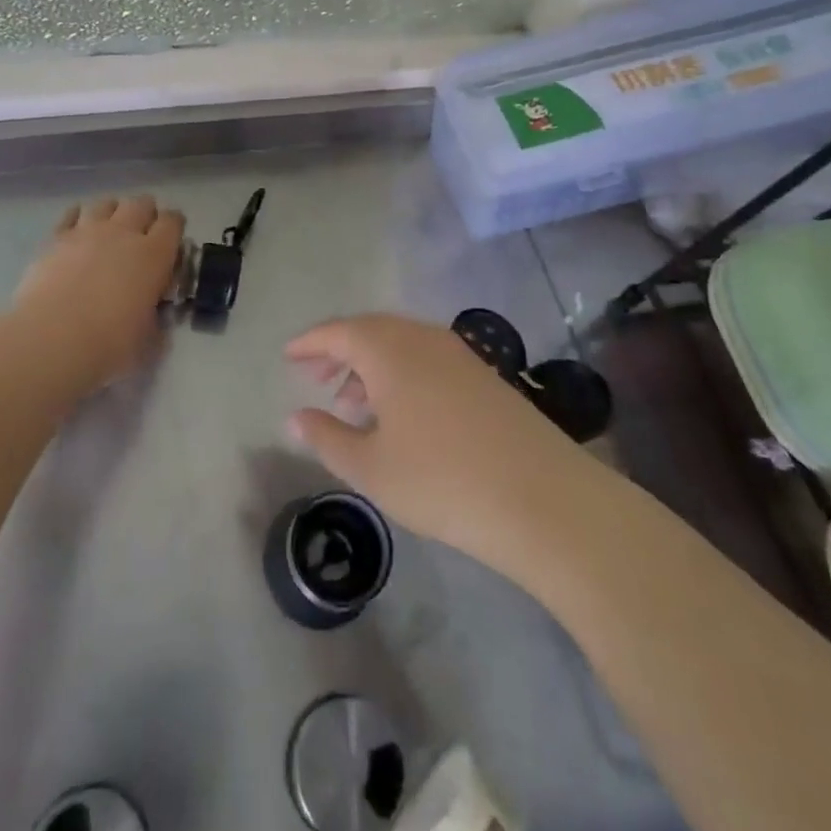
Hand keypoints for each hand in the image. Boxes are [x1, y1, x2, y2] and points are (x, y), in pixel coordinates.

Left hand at [13, 195, 184, 391]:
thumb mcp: (148, 340)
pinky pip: (71, 214)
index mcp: (154, 254)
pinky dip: (78, 217)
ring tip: (110, 230)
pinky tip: (77, 231)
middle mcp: (123, 232)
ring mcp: (87, 231)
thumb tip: (154, 317)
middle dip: (146, 214)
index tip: (172, 241)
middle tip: (142, 234)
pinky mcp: (56, 238)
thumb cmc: (109, 343)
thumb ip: (156, 322)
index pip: (173, 221)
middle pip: (141, 203)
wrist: (51, 338)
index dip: (175, 227)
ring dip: (113, 212)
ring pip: (106, 202)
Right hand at [286, 313, 591, 570]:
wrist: (543, 498)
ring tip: (354, 402)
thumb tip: (295, 417)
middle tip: (317, 378)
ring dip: (371, 364)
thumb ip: (327, 437)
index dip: (310, 343)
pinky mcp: (485, 375)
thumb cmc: (441, 480)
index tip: (288, 355)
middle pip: (370, 331)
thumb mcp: (371, 468)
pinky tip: (401, 412)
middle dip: (340, 351)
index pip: (338, 332)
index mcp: (389, 349)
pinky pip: (428, 359)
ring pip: (401, 344)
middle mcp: (423, 338)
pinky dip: (402, 374)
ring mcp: (459, 354)